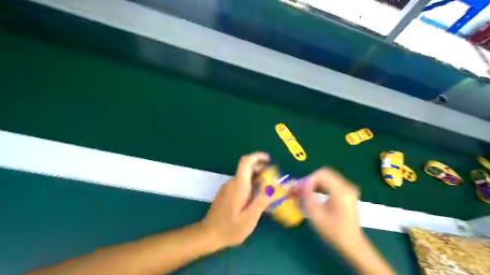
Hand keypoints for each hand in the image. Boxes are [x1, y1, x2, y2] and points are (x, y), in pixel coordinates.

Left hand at [200, 153, 274, 248]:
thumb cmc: (229, 228)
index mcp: (238, 186)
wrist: (208, 235)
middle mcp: (232, 183)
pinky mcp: (226, 193)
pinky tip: (256, 198)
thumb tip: (270, 187)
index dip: (258, 157)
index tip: (269, 159)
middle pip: (247, 168)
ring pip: (245, 177)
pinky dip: (251, 185)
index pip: (246, 162)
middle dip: (261, 169)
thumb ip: (260, 201)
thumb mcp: (249, 219)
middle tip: (274, 179)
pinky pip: (241, 184)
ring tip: (268, 191)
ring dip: (257, 179)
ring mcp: (228, 188)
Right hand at [297, 167, 360, 248]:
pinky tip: (314, 194)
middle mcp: (346, 186)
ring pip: (327, 177)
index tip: (298, 189)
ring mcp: (348, 188)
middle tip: (299, 189)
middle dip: (309, 180)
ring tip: (304, 192)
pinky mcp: (347, 192)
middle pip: (324, 174)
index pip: (321, 175)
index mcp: (340, 191)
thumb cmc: (333, 231)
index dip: (307, 180)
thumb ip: (306, 197)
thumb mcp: (316, 215)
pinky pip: (331, 182)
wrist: (352, 244)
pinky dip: (320, 186)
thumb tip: (299, 186)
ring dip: (314, 183)